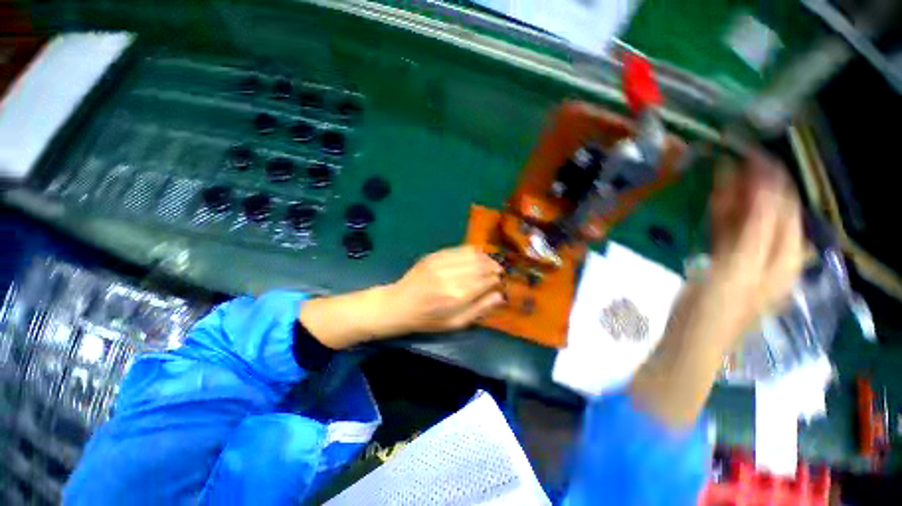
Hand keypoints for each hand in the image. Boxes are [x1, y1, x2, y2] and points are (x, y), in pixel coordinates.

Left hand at [299, 246, 503, 349]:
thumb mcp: (455, 323)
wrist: (399, 304)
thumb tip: (500, 295)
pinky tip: (476, 255)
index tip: (501, 281)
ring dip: (485, 257)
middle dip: (494, 267)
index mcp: (457, 296)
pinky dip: (471, 251)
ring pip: (472, 255)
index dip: (497, 279)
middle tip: (498, 271)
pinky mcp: (434, 255)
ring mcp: (441, 263)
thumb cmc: (428, 319)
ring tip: (490, 263)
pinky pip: (459, 249)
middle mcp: (451, 276)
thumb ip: (479, 309)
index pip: (487, 280)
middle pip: (481, 265)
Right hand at [706, 151, 805, 339]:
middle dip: (754, 186)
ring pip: (746, 219)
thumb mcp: (741, 268)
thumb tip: (765, 187)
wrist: (692, 336)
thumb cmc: (718, 307)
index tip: (752, 157)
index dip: (772, 182)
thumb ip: (755, 229)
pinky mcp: (724, 261)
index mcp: (784, 257)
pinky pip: (728, 231)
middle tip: (733, 160)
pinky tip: (714, 199)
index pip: (785, 209)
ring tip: (722, 172)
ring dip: (737, 197)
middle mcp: (772, 253)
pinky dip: (723, 214)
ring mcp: (747, 257)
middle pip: (767, 212)